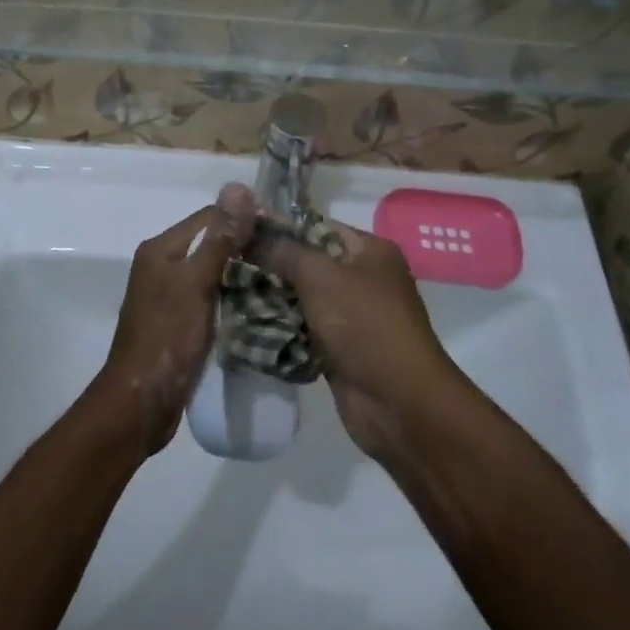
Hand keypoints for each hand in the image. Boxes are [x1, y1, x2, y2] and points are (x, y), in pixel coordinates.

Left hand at [94, 182, 255, 456]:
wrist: (140, 403)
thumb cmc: (167, 337)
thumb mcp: (197, 283)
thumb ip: (220, 239)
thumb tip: (239, 187)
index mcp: (162, 249)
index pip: (209, 217)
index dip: (244, 219)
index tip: (282, 231)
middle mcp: (163, 266)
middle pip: (212, 244)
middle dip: (246, 248)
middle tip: (287, 258)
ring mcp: (170, 296)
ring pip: (214, 273)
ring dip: (242, 275)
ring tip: (282, 281)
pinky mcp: (180, 323)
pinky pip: (212, 299)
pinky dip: (233, 299)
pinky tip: (261, 308)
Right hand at [253, 220, 459, 458]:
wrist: (398, 402)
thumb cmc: (363, 324)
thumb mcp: (320, 276)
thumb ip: (284, 253)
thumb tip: (254, 237)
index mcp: (370, 251)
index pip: (318, 227)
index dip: (282, 228)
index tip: (242, 232)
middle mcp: (364, 278)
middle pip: (309, 264)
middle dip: (272, 267)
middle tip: (231, 264)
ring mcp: (353, 317)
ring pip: (303, 300)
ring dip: (272, 301)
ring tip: (231, 294)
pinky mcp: (340, 350)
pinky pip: (304, 332)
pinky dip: (282, 332)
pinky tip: (247, 327)